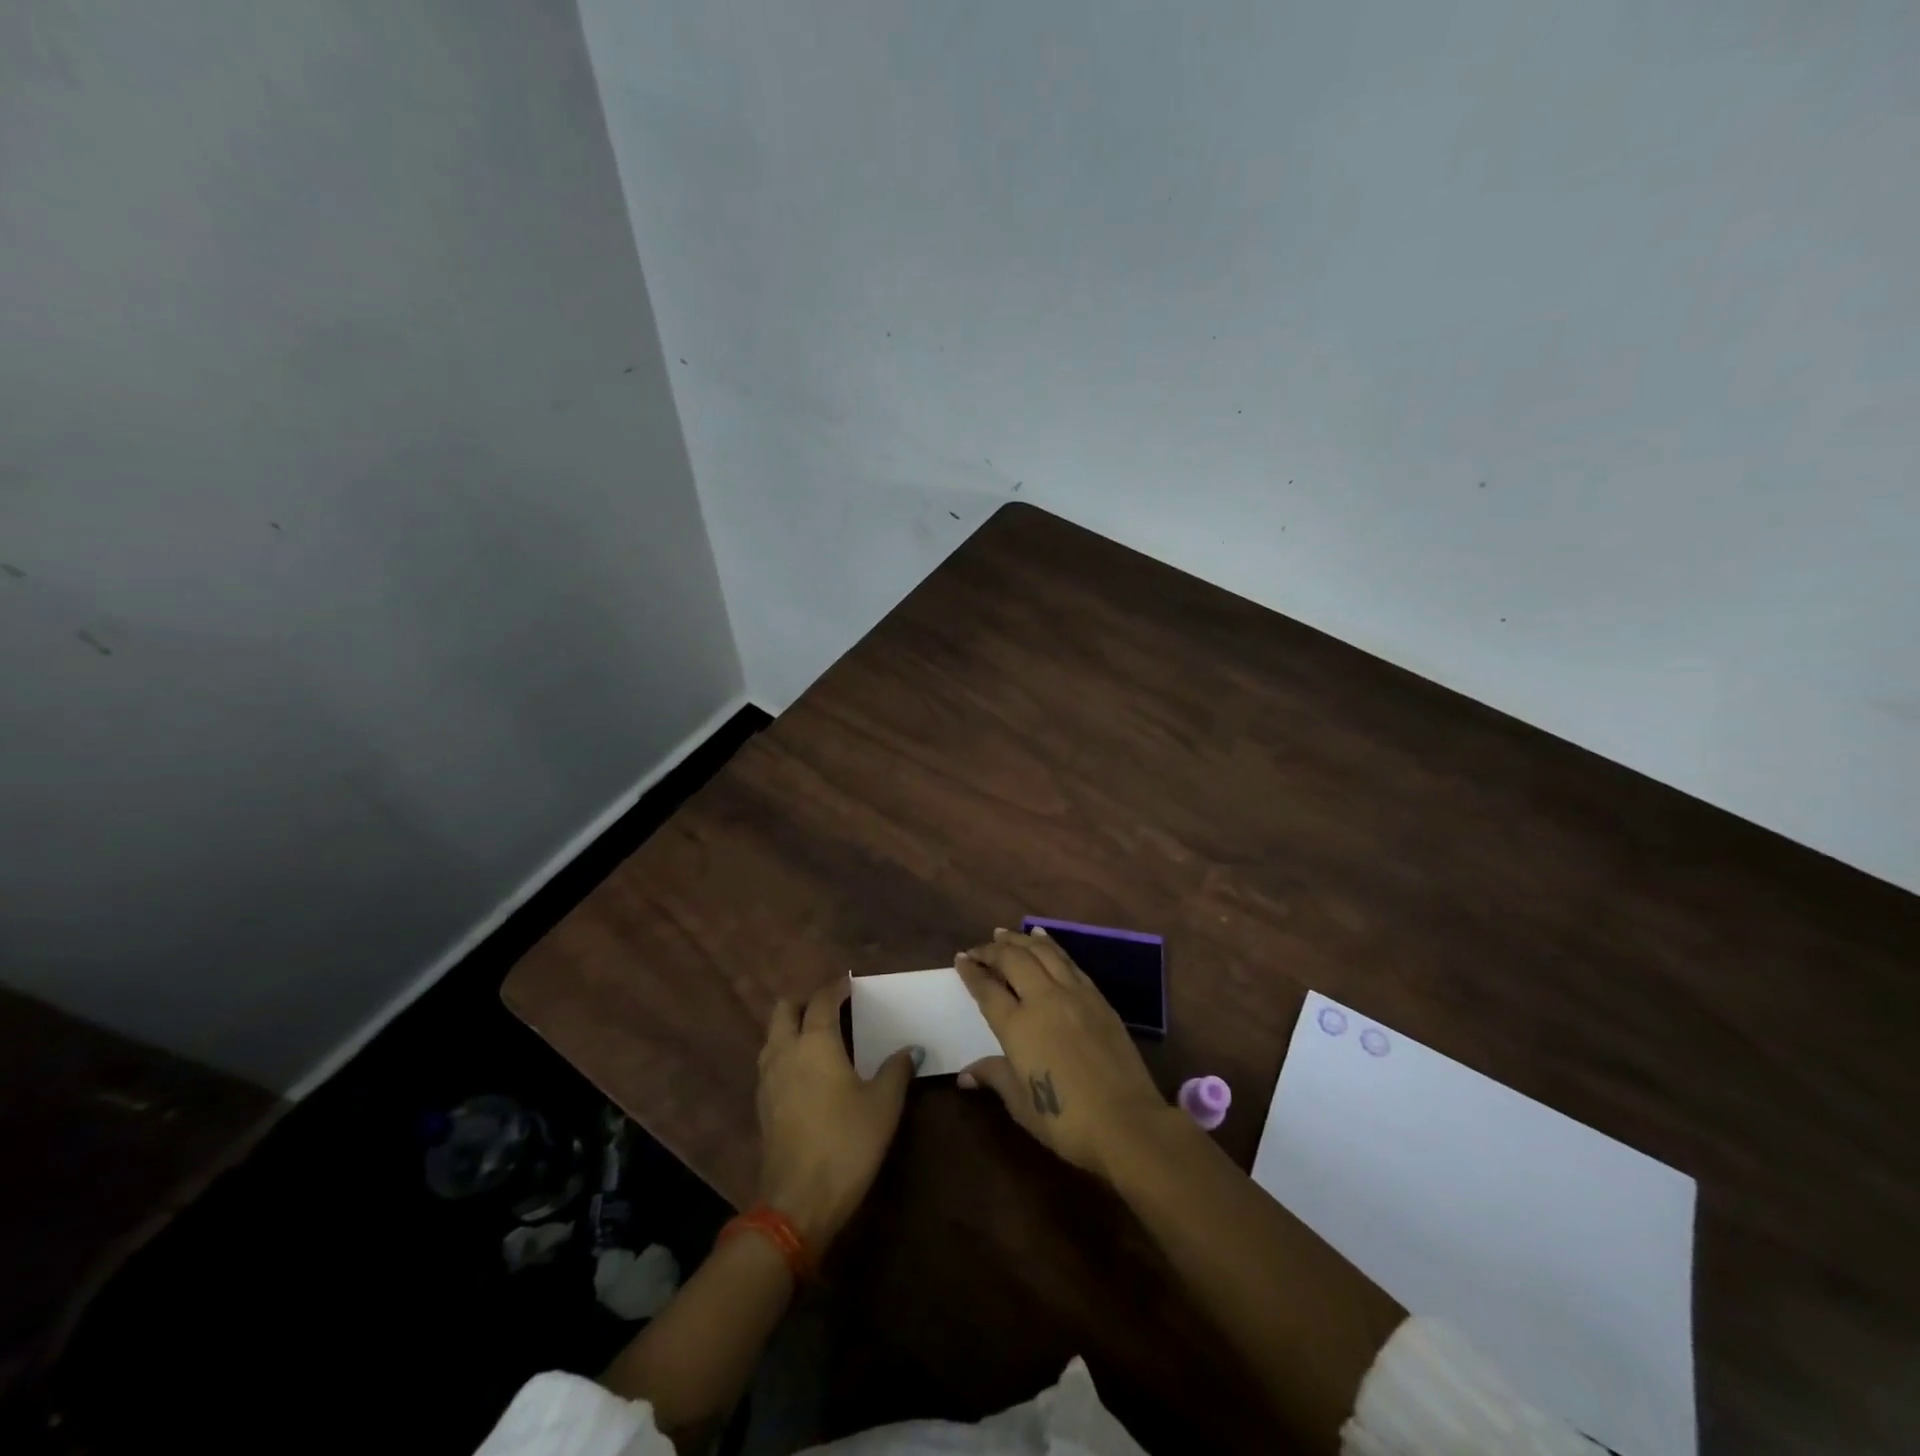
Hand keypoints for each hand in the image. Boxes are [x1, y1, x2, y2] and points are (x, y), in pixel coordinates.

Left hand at [755, 975, 919, 1250]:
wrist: (799, 1201)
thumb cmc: (847, 1142)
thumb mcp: (884, 1104)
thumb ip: (897, 1070)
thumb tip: (911, 1049)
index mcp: (816, 1042)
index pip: (822, 1000)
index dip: (836, 987)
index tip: (849, 983)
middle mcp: (786, 1051)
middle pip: (784, 1010)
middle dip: (805, 1000)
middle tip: (831, 1006)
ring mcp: (768, 1078)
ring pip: (773, 1035)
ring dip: (792, 1026)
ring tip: (819, 1035)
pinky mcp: (762, 1104)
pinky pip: (771, 1061)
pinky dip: (786, 1051)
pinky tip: (807, 1069)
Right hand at [955, 928, 1172, 1181]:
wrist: (1127, 1122)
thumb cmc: (1066, 1120)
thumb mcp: (1021, 1104)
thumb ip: (994, 1077)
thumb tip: (965, 1074)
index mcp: (1018, 1026)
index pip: (987, 989)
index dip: (971, 972)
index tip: (960, 959)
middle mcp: (1044, 999)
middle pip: (1013, 959)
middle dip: (992, 950)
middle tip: (979, 949)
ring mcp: (1075, 994)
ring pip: (1043, 952)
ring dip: (1021, 939)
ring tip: (1005, 933)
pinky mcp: (1098, 998)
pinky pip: (1069, 961)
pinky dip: (1052, 945)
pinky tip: (1045, 940)